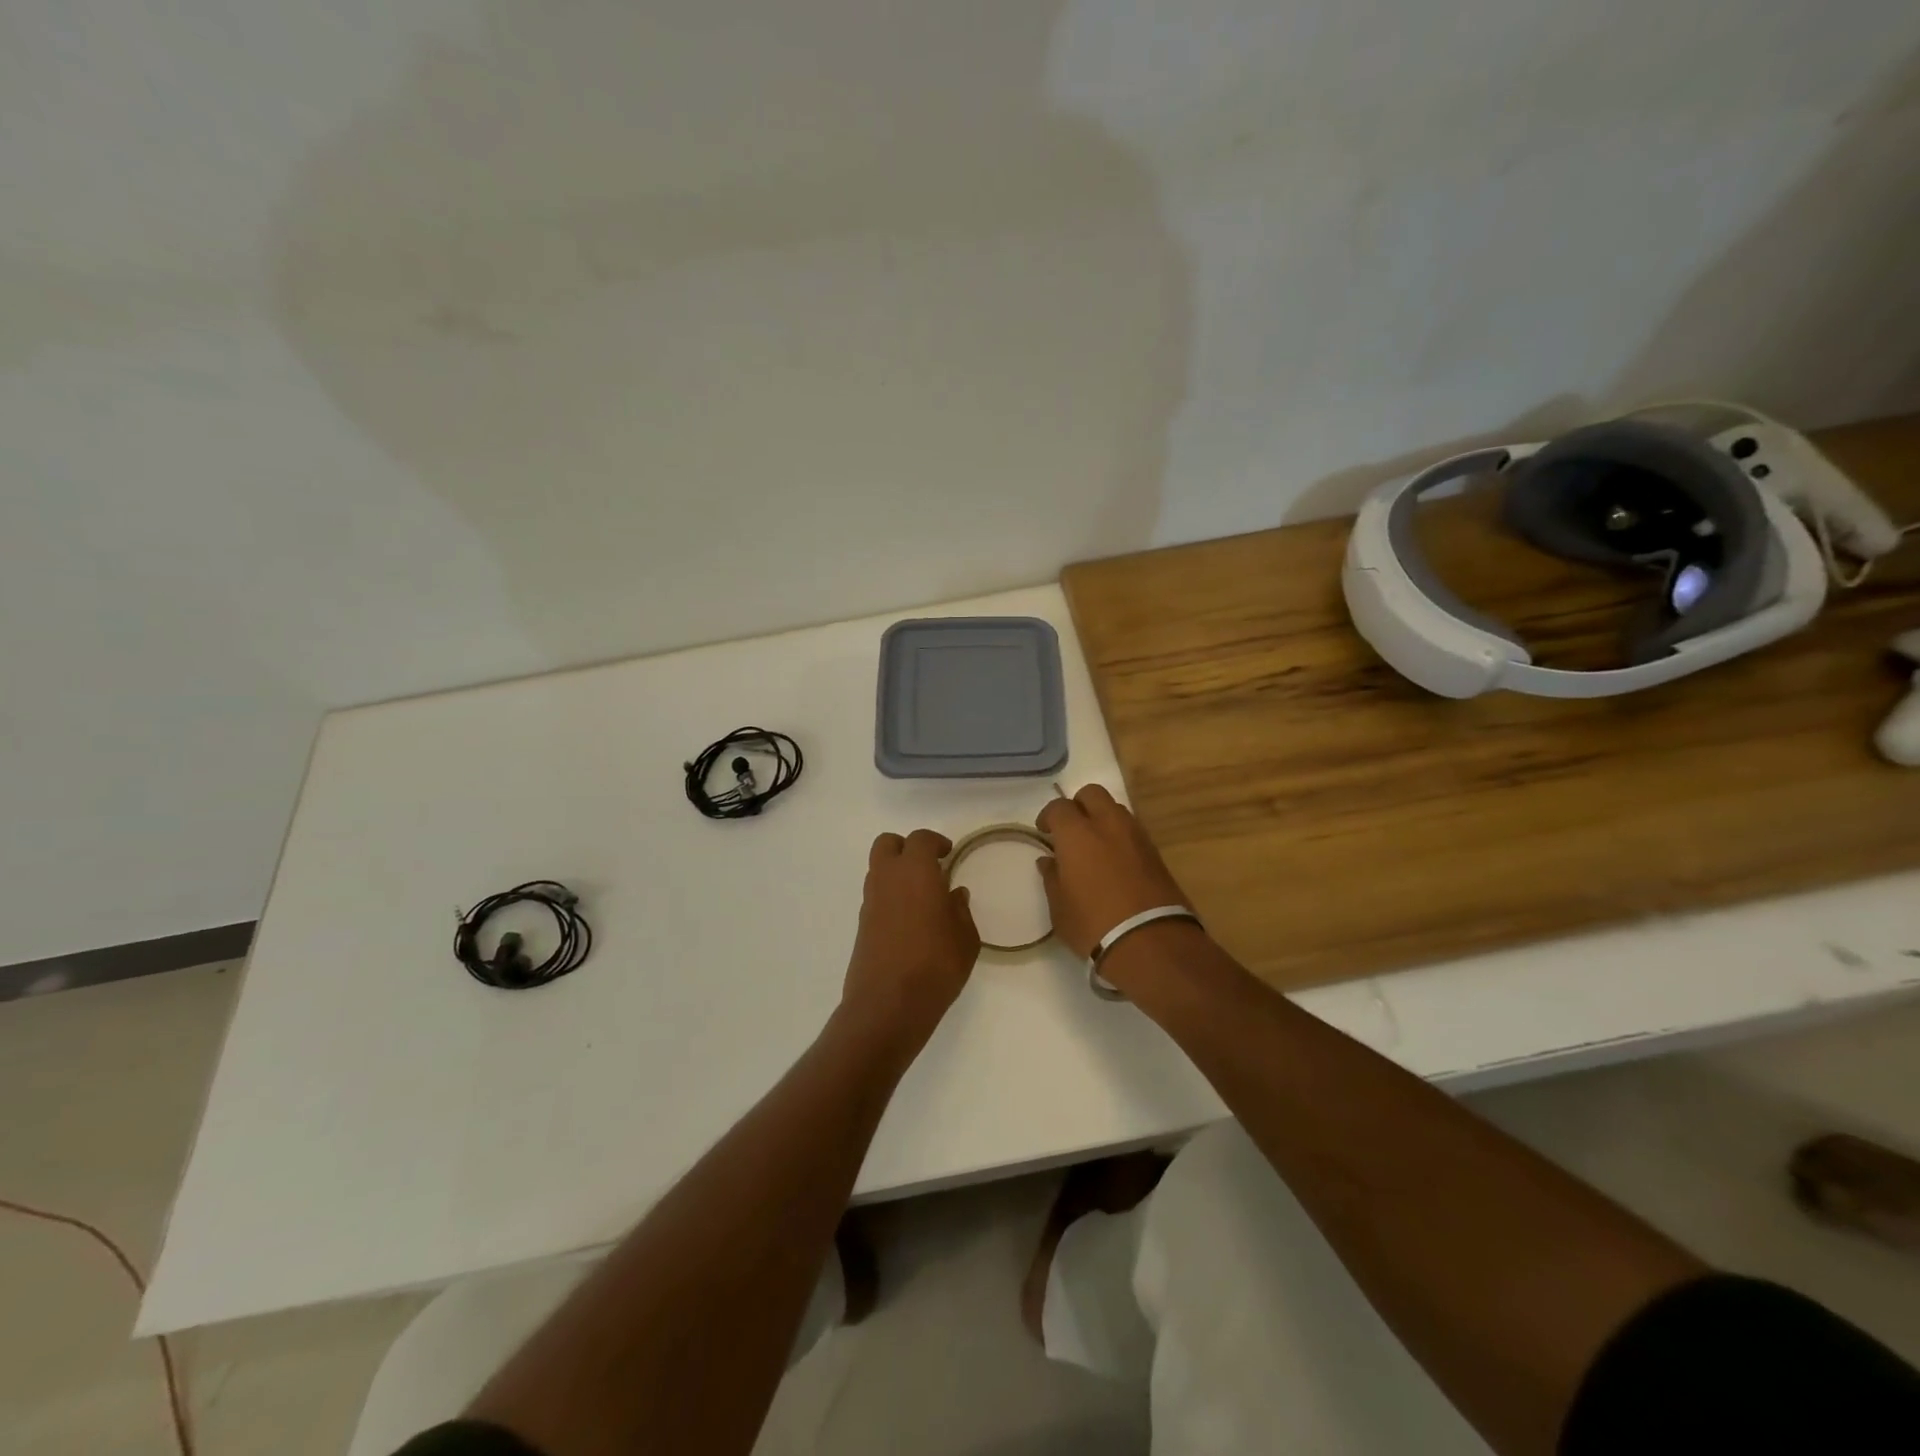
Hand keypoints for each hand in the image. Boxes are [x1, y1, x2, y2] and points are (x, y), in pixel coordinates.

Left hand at [842, 829, 980, 1041]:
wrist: (888, 1005)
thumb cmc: (935, 965)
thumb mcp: (965, 939)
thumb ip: (960, 911)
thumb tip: (954, 895)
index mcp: (915, 871)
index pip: (920, 839)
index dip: (935, 842)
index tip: (948, 853)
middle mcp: (887, 878)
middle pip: (887, 844)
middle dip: (907, 848)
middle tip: (929, 866)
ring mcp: (870, 901)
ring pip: (878, 869)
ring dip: (897, 872)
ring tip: (922, 896)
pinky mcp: (862, 924)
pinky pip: (876, 895)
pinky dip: (890, 895)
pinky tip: (909, 920)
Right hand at [1036, 784, 1189, 958]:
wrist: (1151, 942)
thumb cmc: (1093, 925)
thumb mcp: (1060, 908)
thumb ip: (1052, 878)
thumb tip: (1049, 861)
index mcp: (1077, 834)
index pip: (1059, 807)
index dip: (1048, 817)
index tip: (1044, 832)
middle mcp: (1108, 825)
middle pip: (1092, 794)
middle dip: (1079, 805)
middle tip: (1070, 830)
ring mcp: (1136, 836)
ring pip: (1115, 809)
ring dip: (1102, 819)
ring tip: (1094, 845)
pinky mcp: (1156, 852)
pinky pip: (1132, 831)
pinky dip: (1120, 836)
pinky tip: (1114, 860)